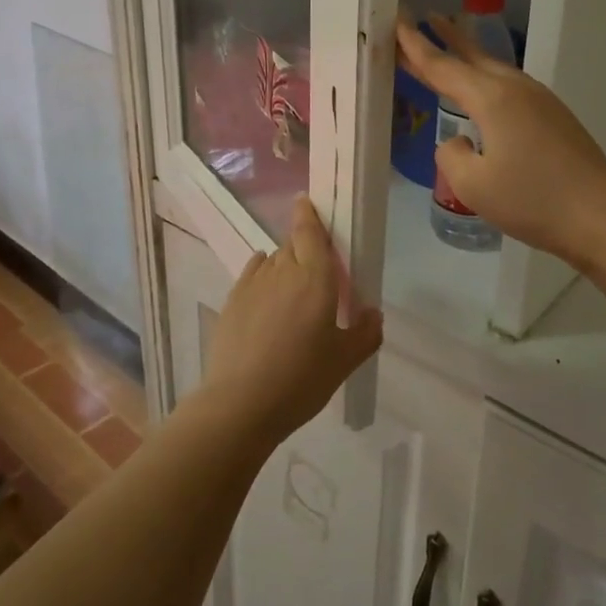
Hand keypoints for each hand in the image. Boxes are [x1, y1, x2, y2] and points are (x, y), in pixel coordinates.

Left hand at [199, 196, 383, 444]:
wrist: (240, 404)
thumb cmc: (301, 379)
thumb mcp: (344, 361)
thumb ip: (365, 333)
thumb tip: (373, 313)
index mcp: (315, 279)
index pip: (310, 232)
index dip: (308, 214)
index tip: (306, 201)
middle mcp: (283, 271)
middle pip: (293, 245)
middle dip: (304, 247)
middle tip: (317, 268)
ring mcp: (253, 284)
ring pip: (273, 260)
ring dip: (284, 265)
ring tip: (293, 291)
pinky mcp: (232, 301)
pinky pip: (252, 274)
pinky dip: (262, 275)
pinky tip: (267, 291)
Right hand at [396, 14, 605, 270]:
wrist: (600, 216)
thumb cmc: (532, 200)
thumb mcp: (472, 185)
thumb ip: (450, 155)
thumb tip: (459, 141)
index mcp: (492, 98)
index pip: (443, 66)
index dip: (416, 46)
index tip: (398, 21)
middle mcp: (516, 89)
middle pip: (472, 57)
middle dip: (446, 39)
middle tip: (424, 18)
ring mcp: (540, 101)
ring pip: (494, 69)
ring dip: (469, 57)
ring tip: (450, 46)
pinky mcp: (555, 117)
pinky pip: (510, 87)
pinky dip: (486, 80)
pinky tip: (484, 94)